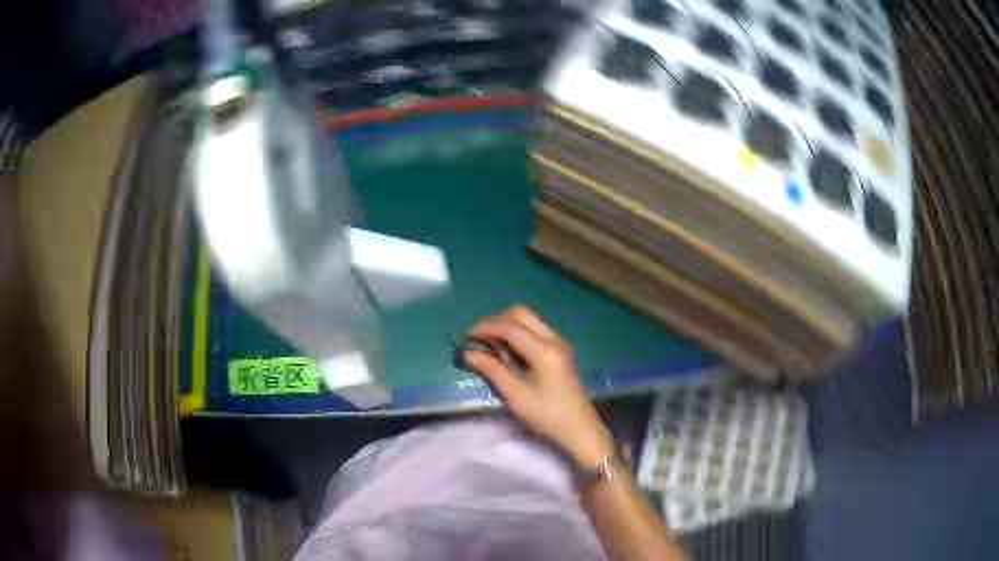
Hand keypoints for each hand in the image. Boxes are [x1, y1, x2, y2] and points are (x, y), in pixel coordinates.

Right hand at [464, 306, 614, 467]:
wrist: (580, 429)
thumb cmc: (547, 416)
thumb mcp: (515, 396)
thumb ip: (491, 370)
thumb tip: (467, 353)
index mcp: (544, 350)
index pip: (509, 327)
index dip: (484, 328)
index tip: (465, 337)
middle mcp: (554, 339)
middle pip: (520, 314)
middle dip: (495, 322)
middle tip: (477, 339)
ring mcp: (559, 343)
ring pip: (528, 320)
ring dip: (506, 327)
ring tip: (490, 348)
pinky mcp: (560, 350)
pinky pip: (534, 331)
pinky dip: (517, 335)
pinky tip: (507, 354)